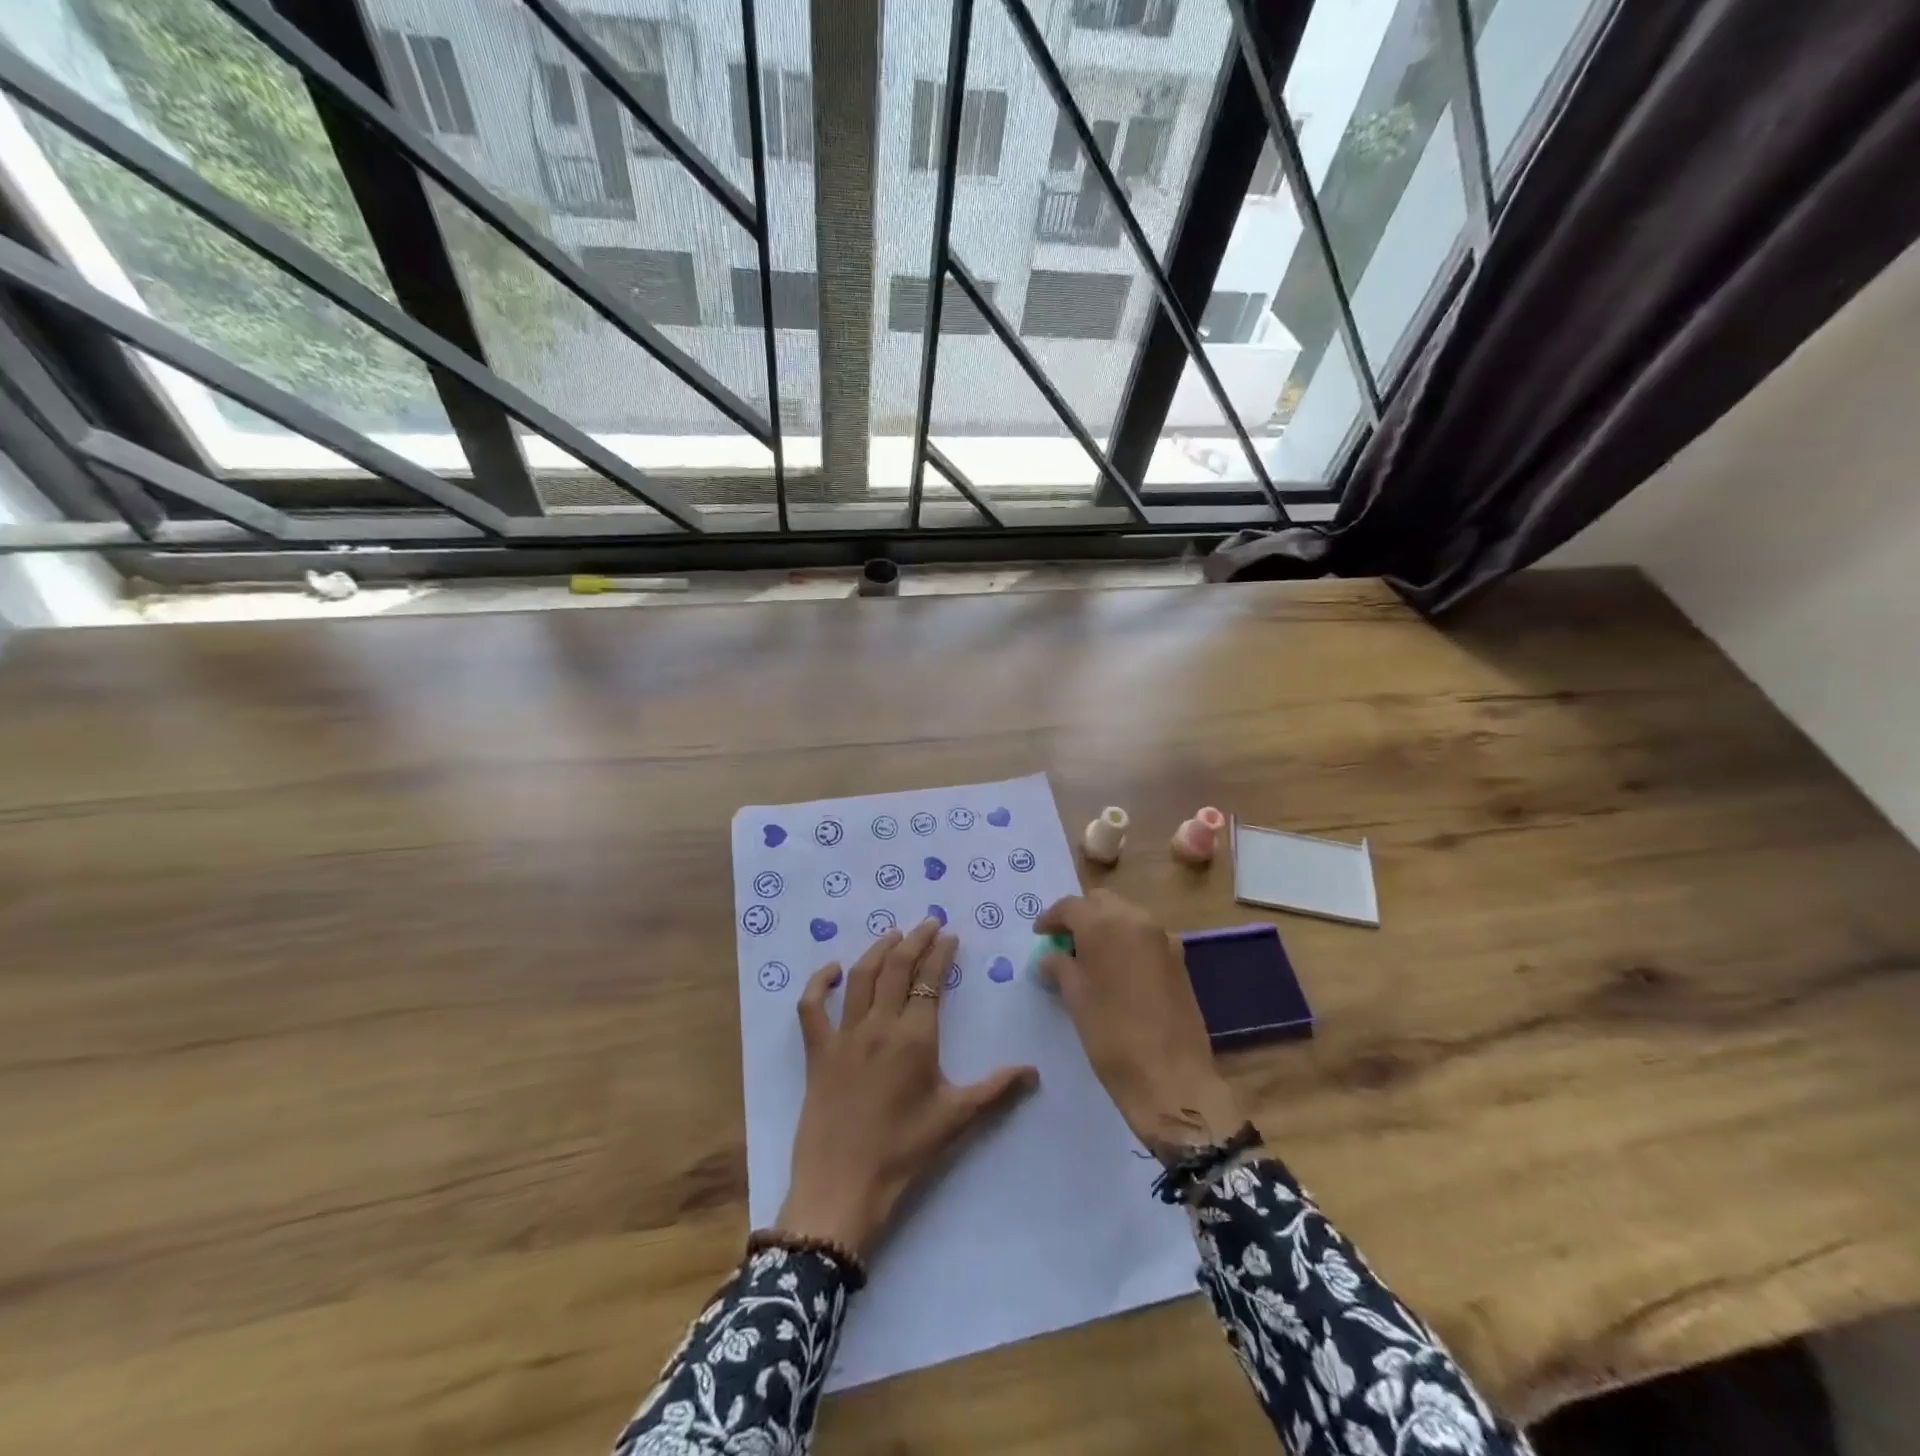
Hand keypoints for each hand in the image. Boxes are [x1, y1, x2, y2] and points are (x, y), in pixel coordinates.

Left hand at [778, 917, 1038, 1257]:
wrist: (842, 1188)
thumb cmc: (903, 1153)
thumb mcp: (955, 1120)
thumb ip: (996, 1090)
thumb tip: (1034, 1071)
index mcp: (915, 1037)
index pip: (930, 980)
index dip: (941, 953)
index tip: (950, 936)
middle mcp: (879, 1025)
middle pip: (896, 967)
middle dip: (914, 940)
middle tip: (928, 923)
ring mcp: (844, 1036)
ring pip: (861, 977)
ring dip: (878, 950)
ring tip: (893, 934)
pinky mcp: (818, 1052)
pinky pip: (812, 1008)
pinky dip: (819, 983)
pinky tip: (833, 970)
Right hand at [1035, 890, 1241, 1162]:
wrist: (1171, 1077)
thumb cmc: (1111, 1035)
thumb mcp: (1075, 998)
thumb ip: (1059, 967)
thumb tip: (1050, 958)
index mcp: (1105, 924)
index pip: (1070, 906)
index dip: (1050, 919)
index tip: (1039, 935)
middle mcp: (1136, 920)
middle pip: (1101, 902)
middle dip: (1081, 916)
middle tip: (1063, 941)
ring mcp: (1163, 938)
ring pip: (1126, 916)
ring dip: (1105, 927)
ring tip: (1088, 957)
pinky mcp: (1179, 959)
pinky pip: (1145, 937)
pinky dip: (1127, 942)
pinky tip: (1116, 970)